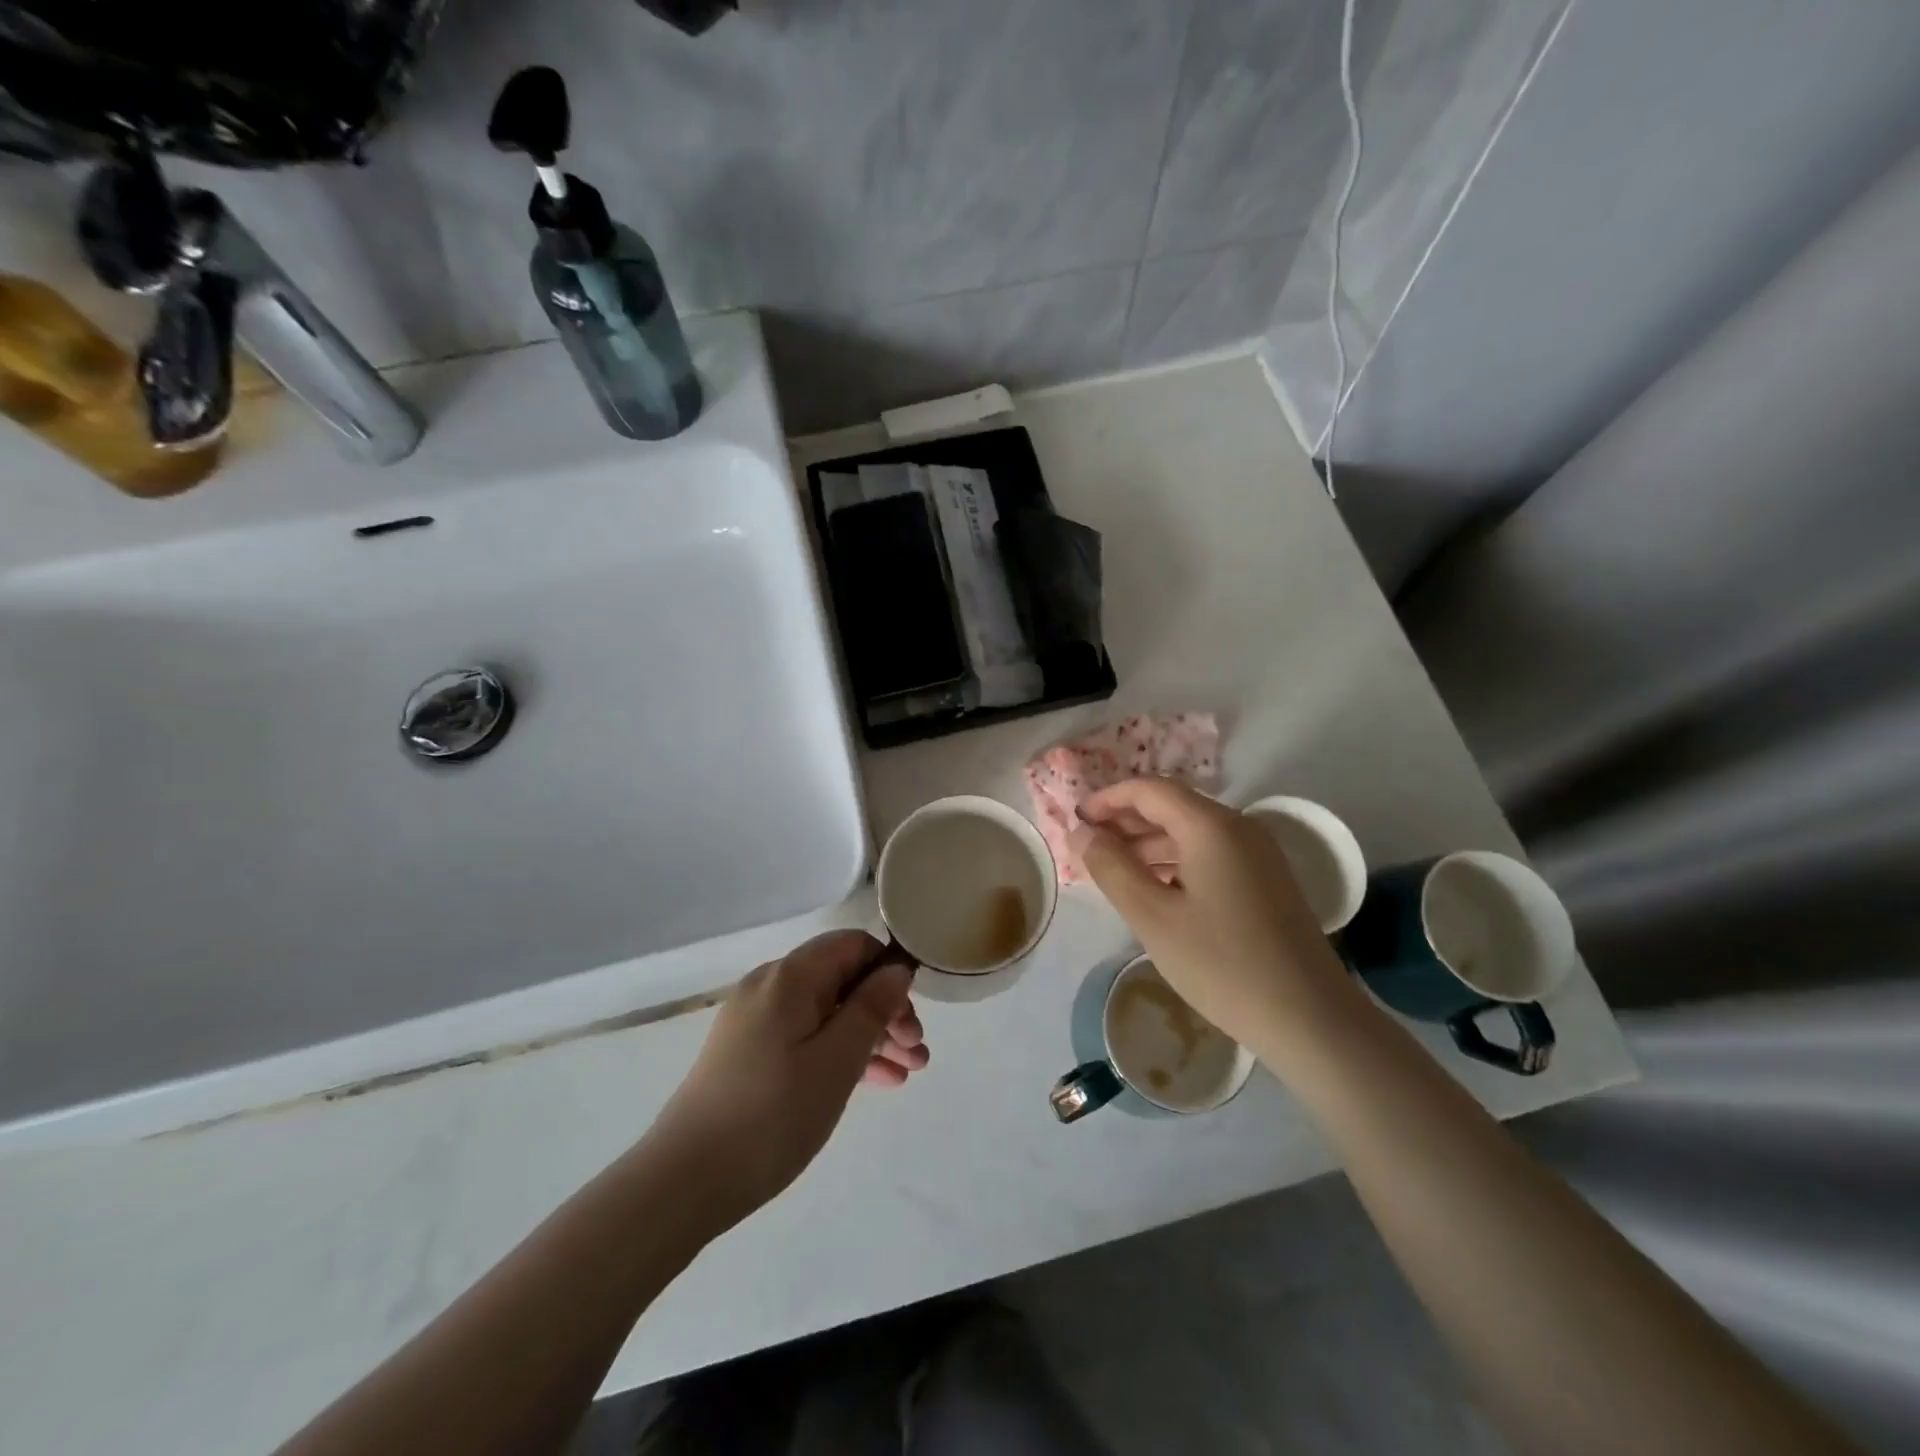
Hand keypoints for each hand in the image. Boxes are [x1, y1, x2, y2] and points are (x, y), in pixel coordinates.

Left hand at [646, 931, 927, 1232]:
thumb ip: (872, 1007)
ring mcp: (756, 1021)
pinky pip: (806, 1038)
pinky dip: (840, 1053)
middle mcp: (770, 986)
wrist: (685, 1182)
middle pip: (841, 980)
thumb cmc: (772, 1114)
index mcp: (790, 976)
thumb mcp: (837, 1059)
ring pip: (826, 1013)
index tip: (914, 1010)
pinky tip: (875, 1082)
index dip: (888, 969)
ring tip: (909, 1072)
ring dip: (870, 1036)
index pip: (852, 945)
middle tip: (918, 1050)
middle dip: (885, 1010)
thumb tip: (897, 968)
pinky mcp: (749, 1054)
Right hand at [1072, 778, 1357, 1059]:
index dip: (1108, 799)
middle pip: (1172, 806)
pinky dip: (1175, 861)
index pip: (1150, 790)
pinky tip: (1156, 890)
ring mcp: (1257, 854)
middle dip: (1126, 820)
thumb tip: (1083, 833)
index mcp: (1211, 826)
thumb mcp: (1153, 917)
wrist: (1311, 1019)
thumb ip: (1112, 868)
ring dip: (1149, 842)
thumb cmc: (1222, 964)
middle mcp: (1238, 828)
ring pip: (1191, 832)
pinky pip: (1210, 854)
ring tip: (1114, 870)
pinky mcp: (1266, 880)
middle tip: (1089, 846)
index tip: (1076, 821)